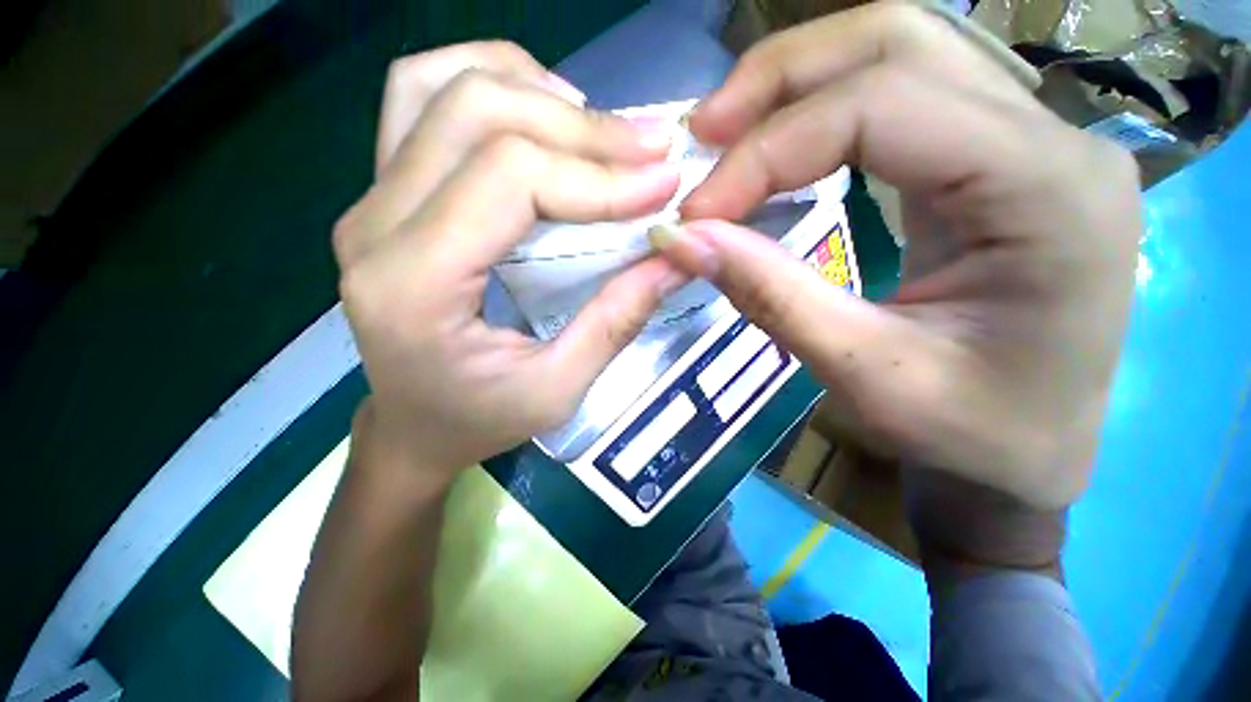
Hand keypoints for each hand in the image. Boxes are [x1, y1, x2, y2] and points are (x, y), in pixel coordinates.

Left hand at [334, 42, 684, 474]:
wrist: (412, 427)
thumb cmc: (479, 421)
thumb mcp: (558, 390)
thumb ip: (617, 320)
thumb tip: (677, 255)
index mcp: (414, 286)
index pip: (510, 180)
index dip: (596, 174)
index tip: (663, 183)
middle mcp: (375, 227)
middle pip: (477, 114)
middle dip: (581, 127)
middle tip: (649, 149)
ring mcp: (370, 201)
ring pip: (441, 85)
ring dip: (532, 90)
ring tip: (598, 131)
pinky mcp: (383, 194)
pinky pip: (422, 98)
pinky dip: (489, 84)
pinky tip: (539, 117)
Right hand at [656, 3, 1140, 508]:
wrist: (1028, 452)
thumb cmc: (970, 434)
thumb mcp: (863, 375)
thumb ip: (770, 295)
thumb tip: (683, 241)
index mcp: (1049, 192)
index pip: (883, 109)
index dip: (768, 153)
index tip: (698, 213)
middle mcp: (1052, 139)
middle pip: (899, 42)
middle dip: (780, 79)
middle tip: (702, 133)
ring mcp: (1030, 140)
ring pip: (900, 52)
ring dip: (797, 82)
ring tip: (726, 133)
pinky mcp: (994, 159)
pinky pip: (901, 97)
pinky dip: (822, 110)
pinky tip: (776, 148)